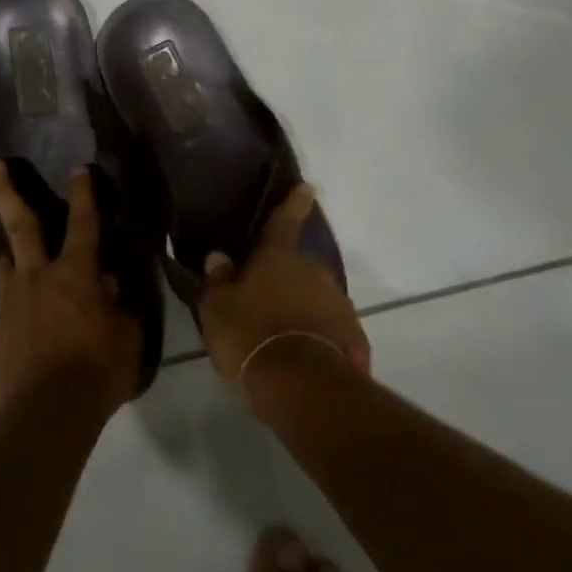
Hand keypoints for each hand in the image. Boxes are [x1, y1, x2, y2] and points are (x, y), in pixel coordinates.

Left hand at [0, 159, 140, 417]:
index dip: (83, 195)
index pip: (83, 224)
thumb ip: (117, 308)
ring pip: (3, 265)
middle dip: (6, 192)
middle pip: (21, 225)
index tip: (78, 169)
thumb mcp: (126, 339)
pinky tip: (24, 337)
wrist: (43, 415)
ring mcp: (8, 305)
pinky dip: (15, 315)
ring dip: (6, 253)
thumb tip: (106, 288)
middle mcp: (36, 279)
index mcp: (75, 275)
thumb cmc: (96, 373)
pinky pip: (4, 314)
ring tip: (6, 250)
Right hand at [198, 184, 371, 391]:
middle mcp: (313, 271)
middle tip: (268, 290)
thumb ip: (219, 280)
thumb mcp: (217, 308)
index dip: (293, 203)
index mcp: (278, 257)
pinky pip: (330, 326)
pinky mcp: (354, 335)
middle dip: (287, 272)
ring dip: (302, 304)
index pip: (284, 221)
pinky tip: (302, 351)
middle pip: (300, 264)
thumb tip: (219, 257)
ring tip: (282, 327)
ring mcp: (338, 302)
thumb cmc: (250, 334)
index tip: (307, 187)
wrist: (302, 384)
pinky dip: (318, 332)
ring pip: (317, 294)